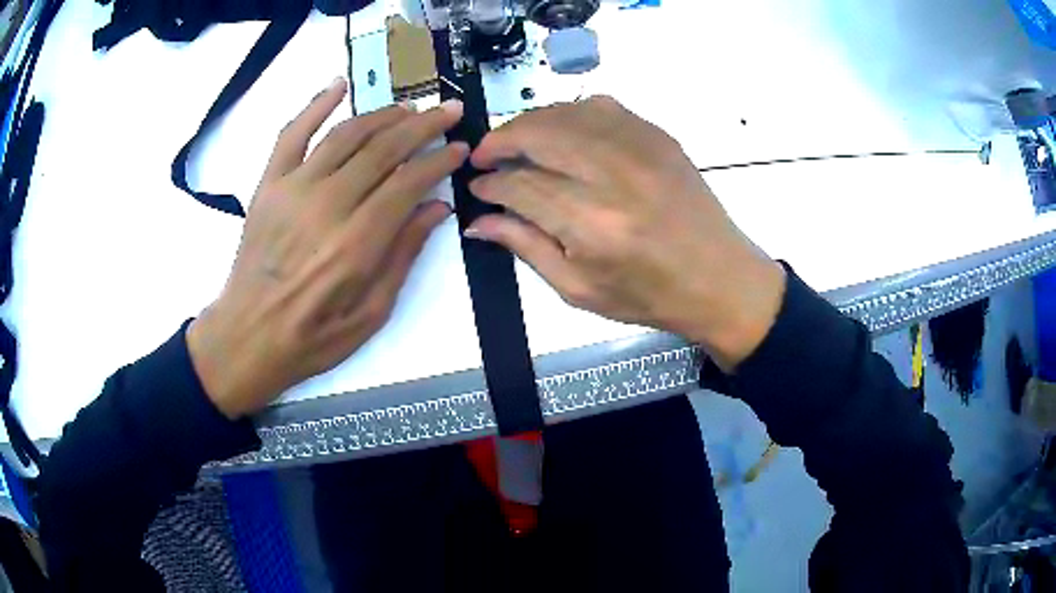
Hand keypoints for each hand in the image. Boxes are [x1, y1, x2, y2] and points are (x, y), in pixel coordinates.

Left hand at [187, 79, 467, 418]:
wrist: (248, 336)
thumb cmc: (313, 336)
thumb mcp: (372, 312)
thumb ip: (404, 255)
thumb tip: (437, 207)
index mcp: (357, 243)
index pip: (409, 181)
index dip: (439, 159)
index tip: (458, 147)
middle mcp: (327, 205)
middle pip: (383, 148)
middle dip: (423, 125)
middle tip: (448, 112)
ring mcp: (293, 189)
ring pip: (346, 134)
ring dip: (382, 115)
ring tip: (408, 109)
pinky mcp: (268, 184)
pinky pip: (292, 134)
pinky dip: (315, 105)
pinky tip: (339, 85)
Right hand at [467, 96, 784, 371]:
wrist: (719, 278)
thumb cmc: (649, 295)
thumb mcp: (578, 289)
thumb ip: (525, 247)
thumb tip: (478, 221)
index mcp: (591, 224)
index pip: (520, 186)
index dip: (489, 184)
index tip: (476, 186)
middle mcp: (613, 175)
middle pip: (538, 134)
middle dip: (500, 140)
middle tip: (485, 156)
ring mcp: (640, 148)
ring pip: (565, 113)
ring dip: (530, 123)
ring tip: (517, 143)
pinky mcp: (658, 136)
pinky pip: (602, 107)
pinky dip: (571, 114)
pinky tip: (563, 132)